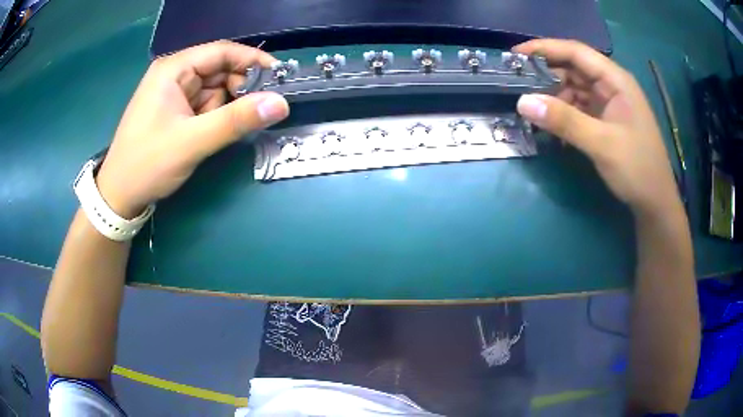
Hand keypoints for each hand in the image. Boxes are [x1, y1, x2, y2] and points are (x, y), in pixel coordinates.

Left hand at [95, 40, 289, 217]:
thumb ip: (236, 120)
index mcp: (174, 69)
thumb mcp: (192, 142)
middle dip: (239, 89)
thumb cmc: (147, 164)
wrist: (119, 196)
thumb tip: (282, 103)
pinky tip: (214, 134)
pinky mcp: (175, 111)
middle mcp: (175, 75)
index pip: (222, 51)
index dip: (252, 61)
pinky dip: (216, 117)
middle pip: (220, 70)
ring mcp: (174, 93)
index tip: (280, 78)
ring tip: (224, 131)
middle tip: (258, 112)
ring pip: (215, 90)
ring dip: (227, 108)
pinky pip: (206, 105)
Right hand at [514, 39, 681, 217]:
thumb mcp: (601, 144)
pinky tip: (551, 124)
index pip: (576, 52)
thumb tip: (522, 102)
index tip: (514, 55)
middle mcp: (611, 85)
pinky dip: (564, 112)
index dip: (545, 48)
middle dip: (546, 73)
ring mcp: (609, 103)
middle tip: (517, 84)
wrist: (655, 202)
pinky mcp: (606, 119)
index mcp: (616, 80)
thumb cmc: (637, 169)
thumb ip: (564, 121)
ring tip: (531, 108)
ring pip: (574, 88)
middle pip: (573, 68)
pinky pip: (579, 107)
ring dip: (553, 96)